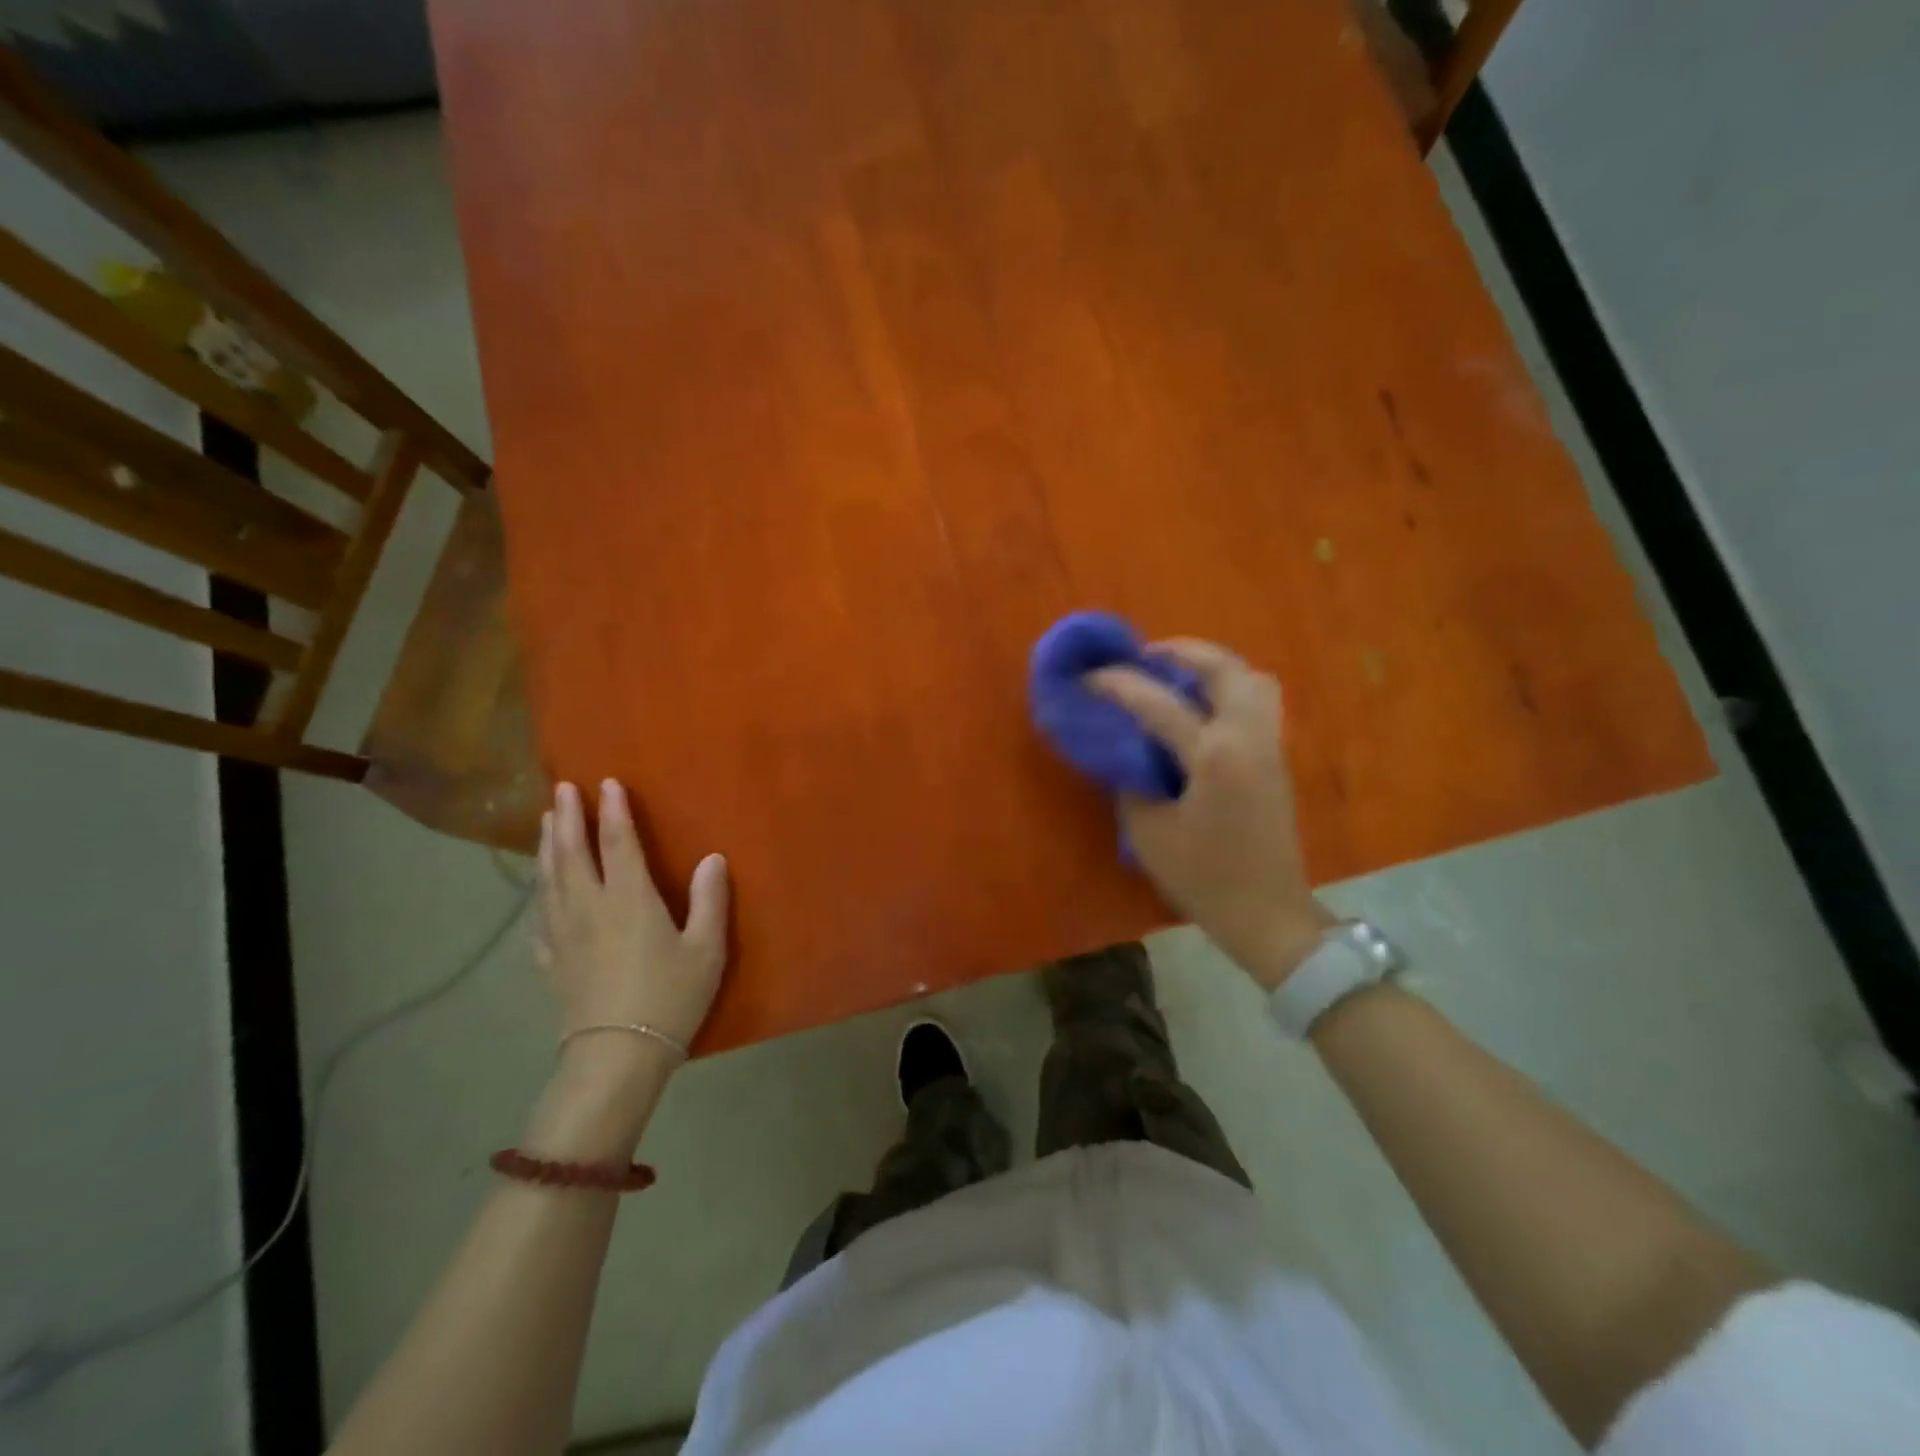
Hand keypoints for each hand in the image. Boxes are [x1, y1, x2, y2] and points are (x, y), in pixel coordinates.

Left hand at [537, 779, 730, 1054]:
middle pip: (572, 854)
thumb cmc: (670, 998)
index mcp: (630, 900)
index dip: (613, 811)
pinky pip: (541, 918)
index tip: (606, 783)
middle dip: (567, 818)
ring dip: (547, 847)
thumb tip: (713, 857)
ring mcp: (565, 935)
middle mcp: (590, 908)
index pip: (619, 843)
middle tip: (561, 788)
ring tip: (544, 822)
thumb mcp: (706, 949)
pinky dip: (539, 896)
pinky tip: (540, 893)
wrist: (617, 1057)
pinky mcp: (553, 962)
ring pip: (550, 880)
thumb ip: (709, 900)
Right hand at [1088, 639, 1331, 987]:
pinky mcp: (1277, 759)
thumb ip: (1132, 780)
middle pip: (1225, 668)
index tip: (1089, 677)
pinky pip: (1258, 703)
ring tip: (1178, 677)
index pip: (1158, 703)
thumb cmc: (1204, 878)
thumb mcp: (1148, 832)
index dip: (1118, 685)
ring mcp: (1270, 745)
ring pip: (1252, 679)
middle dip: (1183, 651)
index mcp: (1214, 755)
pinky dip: (1229, 690)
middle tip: (1147, 656)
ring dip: (1214, 667)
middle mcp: (1249, 737)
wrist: (1267, 914)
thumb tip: (1124, 748)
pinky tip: (1200, 711)